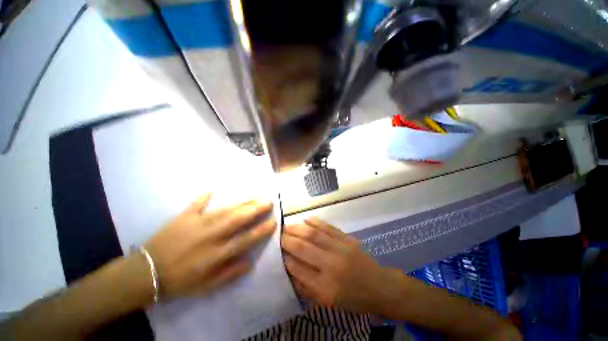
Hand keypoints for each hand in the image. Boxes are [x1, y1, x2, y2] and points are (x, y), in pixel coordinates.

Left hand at [144, 194, 274, 299]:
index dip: (260, 231)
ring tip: (254, 196)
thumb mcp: (206, 286)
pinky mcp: (183, 218)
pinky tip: (212, 187)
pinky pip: (195, 204)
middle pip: (237, 220)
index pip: (244, 240)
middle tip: (268, 201)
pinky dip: (204, 196)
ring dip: (241, 203)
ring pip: (224, 210)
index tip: (273, 221)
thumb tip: (250, 261)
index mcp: (215, 255)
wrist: (146, 274)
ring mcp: (196, 224)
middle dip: (255, 210)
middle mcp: (210, 237)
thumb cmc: (180, 281)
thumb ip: (229, 273)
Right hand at [281, 218, 391, 312]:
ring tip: (287, 226)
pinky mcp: (347, 239)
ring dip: (298, 228)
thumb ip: (306, 288)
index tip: (278, 252)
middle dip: (288, 240)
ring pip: (314, 234)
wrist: (379, 287)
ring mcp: (340, 249)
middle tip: (278, 235)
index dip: (286, 259)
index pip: (298, 269)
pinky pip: (328, 227)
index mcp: (325, 288)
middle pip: (303, 248)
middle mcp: (331, 266)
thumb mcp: (328, 302)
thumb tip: (289, 270)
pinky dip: (316, 221)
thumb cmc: (353, 298)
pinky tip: (306, 219)